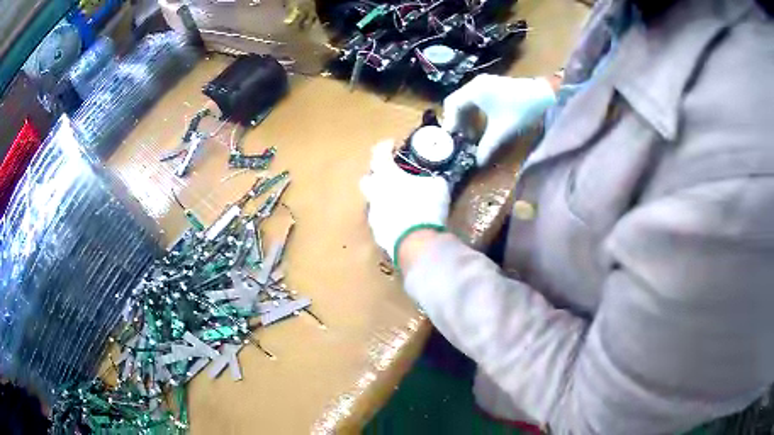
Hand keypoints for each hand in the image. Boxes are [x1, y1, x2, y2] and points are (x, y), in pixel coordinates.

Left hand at [360, 140, 449, 262]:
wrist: (416, 242)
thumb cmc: (426, 207)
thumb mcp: (438, 187)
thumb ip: (433, 179)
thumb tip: (435, 178)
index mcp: (387, 175)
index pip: (379, 153)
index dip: (385, 146)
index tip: (392, 145)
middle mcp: (375, 193)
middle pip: (367, 178)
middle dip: (376, 175)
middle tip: (390, 175)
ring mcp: (374, 215)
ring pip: (374, 201)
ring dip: (384, 198)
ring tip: (400, 201)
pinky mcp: (378, 234)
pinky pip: (381, 221)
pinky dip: (389, 218)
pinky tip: (402, 221)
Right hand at [442, 74, 556, 165]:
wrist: (545, 96)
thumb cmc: (521, 110)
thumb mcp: (502, 131)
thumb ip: (487, 147)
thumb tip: (477, 163)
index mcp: (474, 91)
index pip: (452, 104)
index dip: (450, 122)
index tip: (452, 139)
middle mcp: (476, 84)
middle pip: (458, 102)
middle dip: (458, 122)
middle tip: (461, 139)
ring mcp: (485, 83)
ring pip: (467, 101)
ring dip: (467, 118)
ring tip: (471, 135)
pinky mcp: (493, 86)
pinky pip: (476, 99)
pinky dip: (476, 112)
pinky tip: (482, 125)